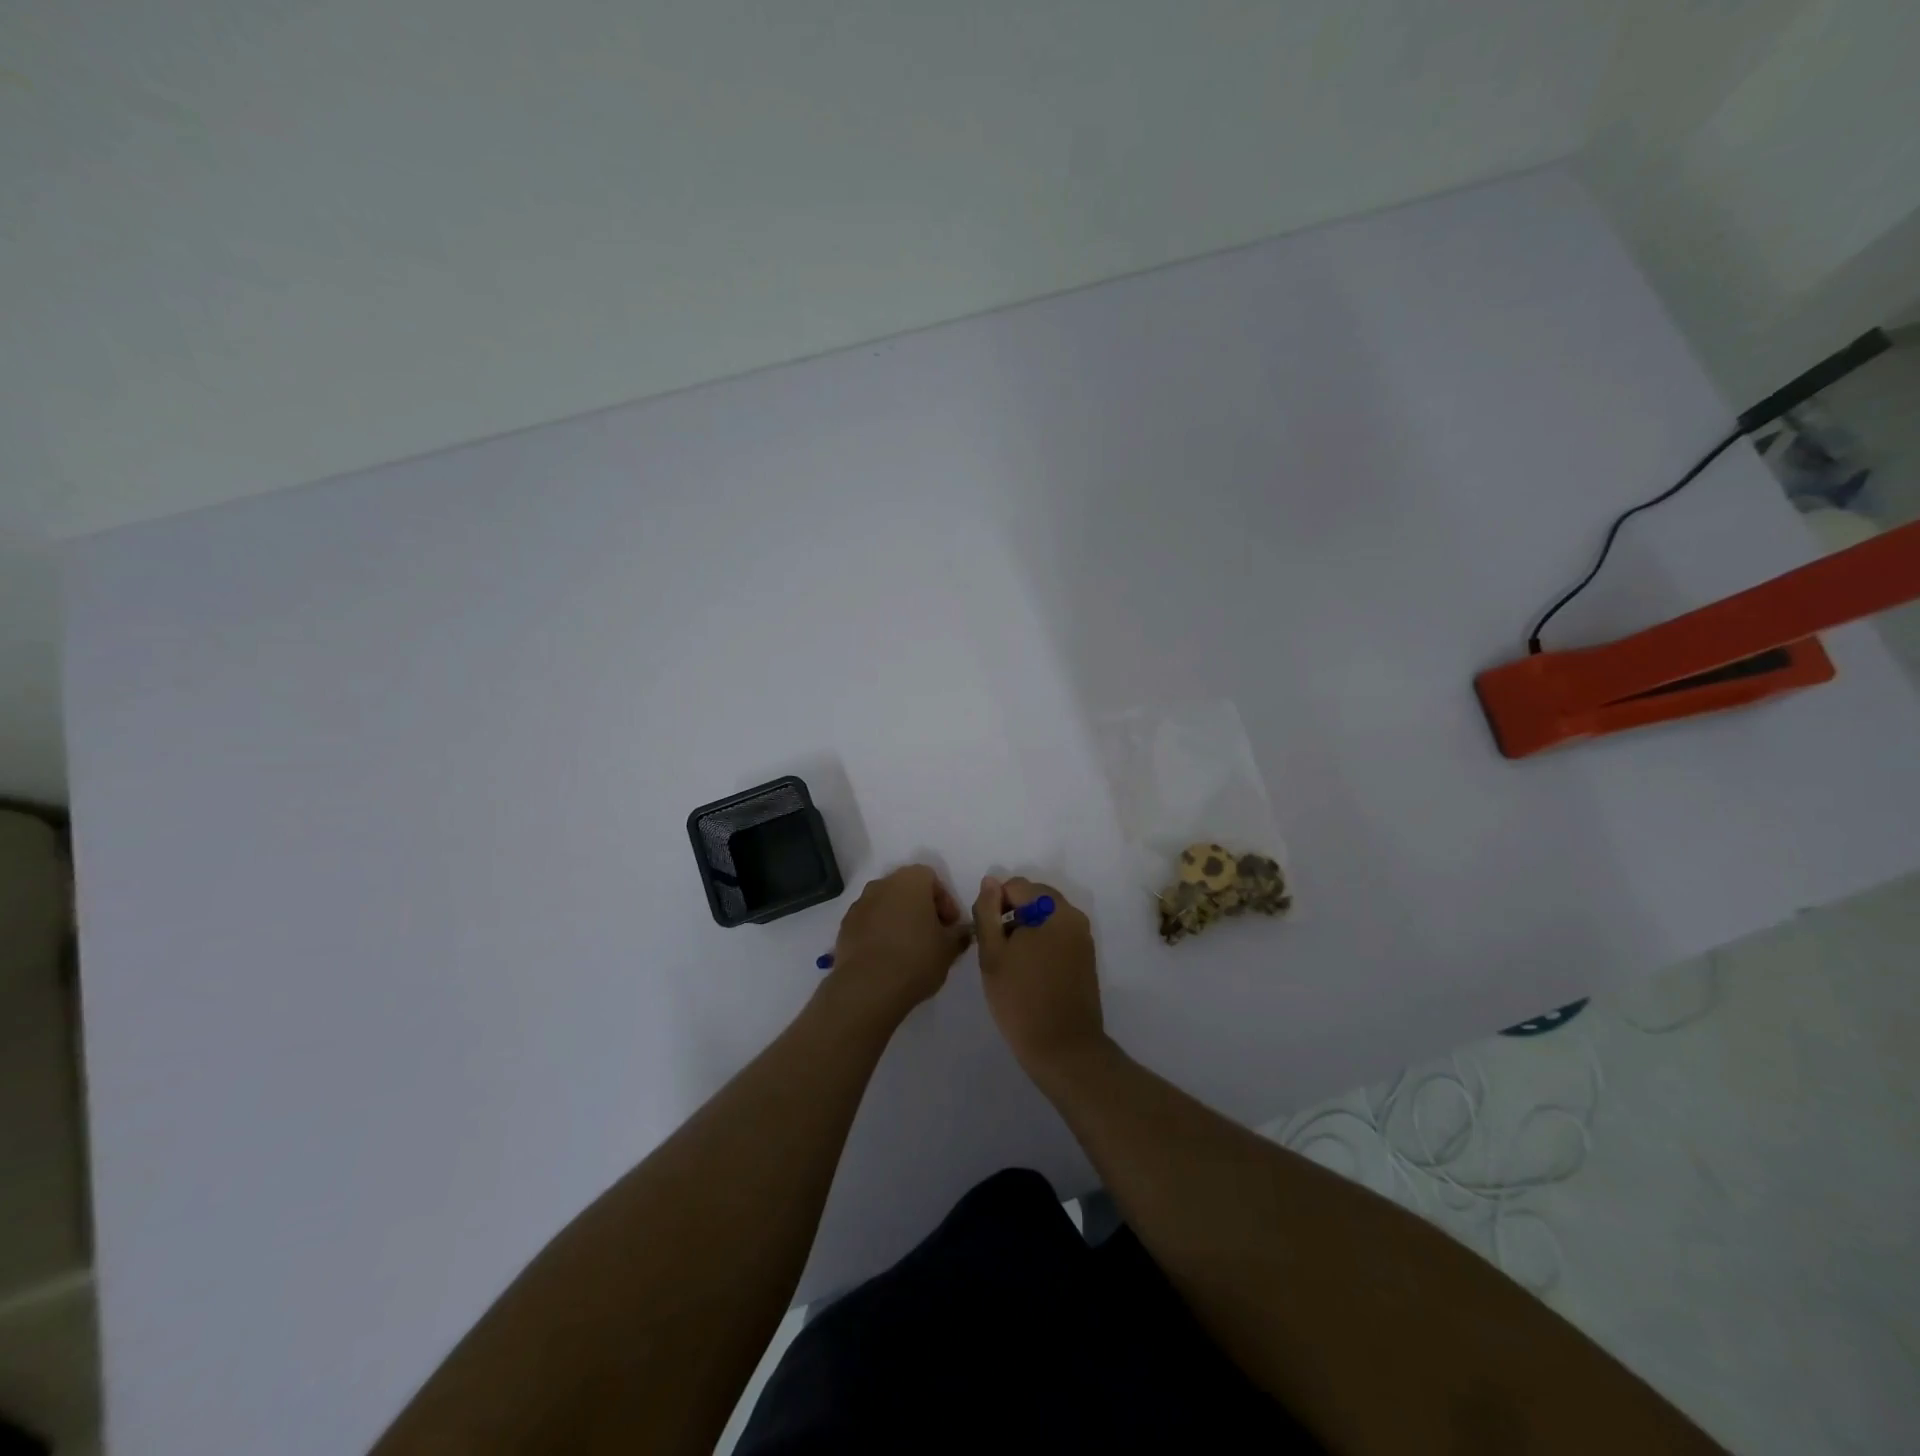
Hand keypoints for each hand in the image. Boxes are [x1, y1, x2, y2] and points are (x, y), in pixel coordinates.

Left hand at [821, 865, 968, 1029]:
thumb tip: (963, 931)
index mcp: (911, 880)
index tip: (950, 927)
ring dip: (898, 920)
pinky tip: (887, 958)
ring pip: (886, 905)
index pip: (932, 879)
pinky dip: (879, 933)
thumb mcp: (949, 949)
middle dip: (921, 909)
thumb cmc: (916, 958)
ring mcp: (860, 904)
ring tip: (909, 949)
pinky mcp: (845, 926)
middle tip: (932, 936)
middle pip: (907, 890)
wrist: (868, 987)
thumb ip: (960, 934)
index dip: (945, 902)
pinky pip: (868, 922)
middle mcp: (882, 884)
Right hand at [974, 876, 1104, 1076]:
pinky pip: (1057, 936)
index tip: (987, 936)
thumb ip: (987, 912)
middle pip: (1034, 898)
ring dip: (1025, 930)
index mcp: (1053, 909)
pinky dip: (1040, 944)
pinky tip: (1028, 973)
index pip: (1016, 886)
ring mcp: (1083, 938)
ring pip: (1045, 918)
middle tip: (996, 950)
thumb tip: (990, 882)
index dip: (994, 905)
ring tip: (1010, 964)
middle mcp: (1074, 916)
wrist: (1063, 1049)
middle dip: (1011, 915)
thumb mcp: (992, 953)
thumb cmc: (1021, 999)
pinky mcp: (1085, 958)